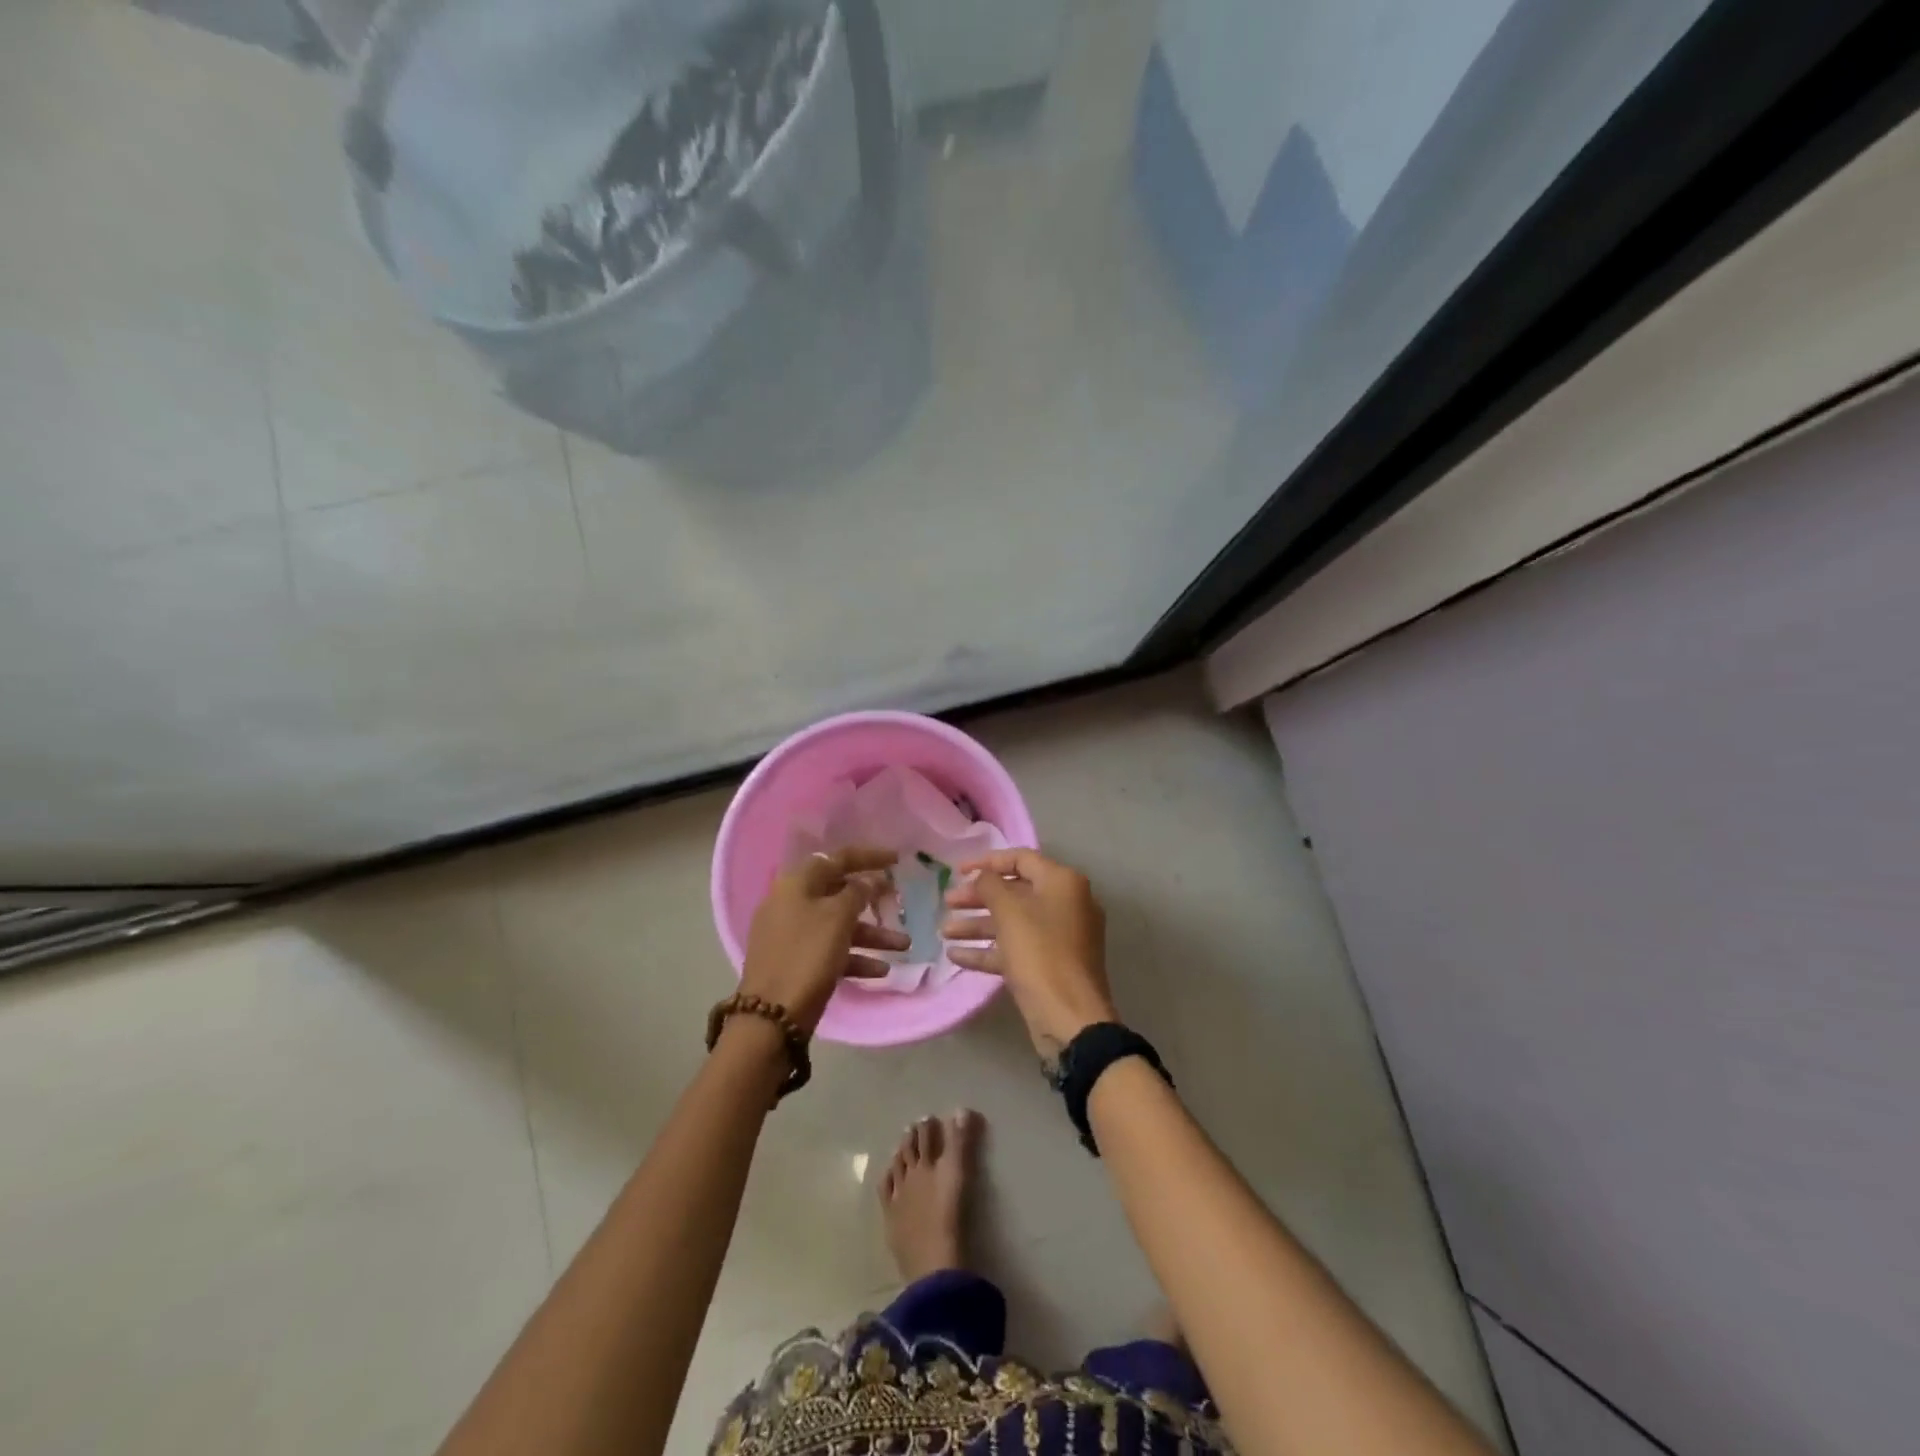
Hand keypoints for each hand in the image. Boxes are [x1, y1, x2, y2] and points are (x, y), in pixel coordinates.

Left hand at [741, 847, 906, 1034]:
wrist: (771, 1017)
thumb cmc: (807, 956)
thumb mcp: (838, 918)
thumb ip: (858, 892)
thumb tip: (869, 880)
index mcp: (797, 884)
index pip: (837, 859)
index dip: (869, 857)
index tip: (897, 860)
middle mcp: (791, 903)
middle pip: (838, 892)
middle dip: (873, 901)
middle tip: (897, 903)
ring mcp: (791, 934)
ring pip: (839, 925)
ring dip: (872, 934)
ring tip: (903, 946)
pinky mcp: (796, 962)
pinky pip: (831, 950)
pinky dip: (855, 956)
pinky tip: (881, 970)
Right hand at [941, 849, 1116, 1061]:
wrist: (1070, 1018)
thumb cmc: (1040, 954)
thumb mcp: (1009, 912)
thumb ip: (990, 885)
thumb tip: (983, 877)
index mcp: (1063, 883)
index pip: (1021, 858)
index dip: (987, 861)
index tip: (958, 870)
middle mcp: (1066, 904)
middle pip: (1015, 891)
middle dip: (978, 897)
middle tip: (947, 903)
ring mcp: (1060, 938)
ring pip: (1013, 923)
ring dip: (978, 925)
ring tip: (944, 931)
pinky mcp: (1051, 966)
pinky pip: (1017, 949)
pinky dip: (989, 950)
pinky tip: (956, 956)